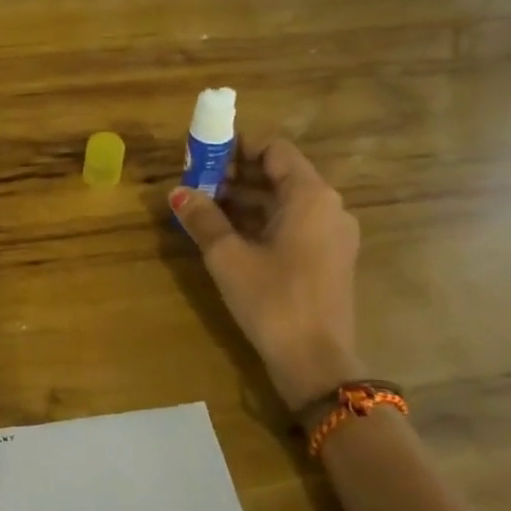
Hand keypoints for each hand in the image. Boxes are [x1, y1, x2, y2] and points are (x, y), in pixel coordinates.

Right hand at [170, 139, 361, 413]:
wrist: (317, 363)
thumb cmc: (273, 300)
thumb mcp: (228, 256)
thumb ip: (203, 218)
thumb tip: (177, 192)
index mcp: (310, 196)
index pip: (275, 149)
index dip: (237, 147)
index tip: (203, 158)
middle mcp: (329, 207)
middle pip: (280, 174)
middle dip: (236, 174)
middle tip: (197, 184)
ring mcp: (333, 234)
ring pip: (285, 201)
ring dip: (246, 199)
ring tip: (205, 209)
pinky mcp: (330, 258)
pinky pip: (294, 224)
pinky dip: (263, 221)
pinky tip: (230, 235)